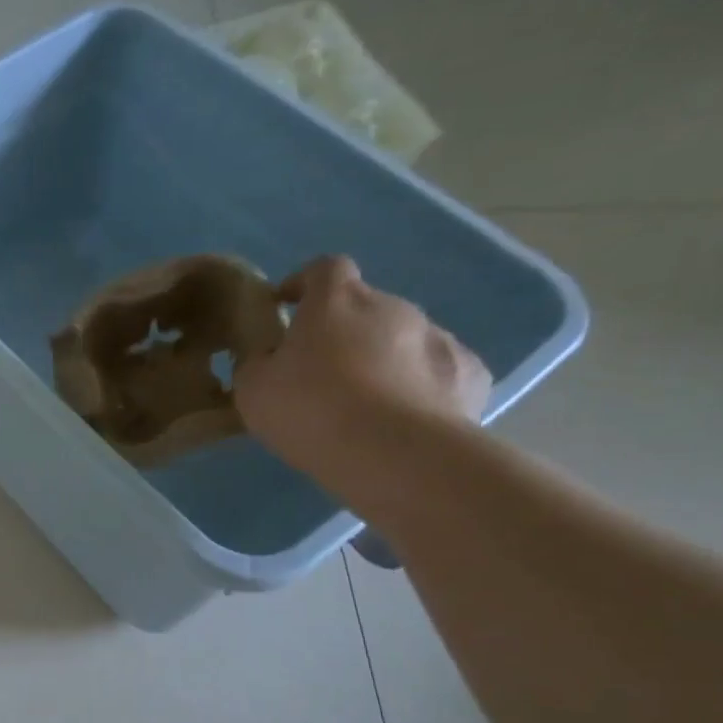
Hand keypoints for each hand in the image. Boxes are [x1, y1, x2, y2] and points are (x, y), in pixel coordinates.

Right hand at [234, 255, 490, 479]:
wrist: (393, 454)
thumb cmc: (310, 410)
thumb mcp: (253, 389)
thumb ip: (257, 362)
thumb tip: (266, 356)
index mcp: (337, 301)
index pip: (323, 269)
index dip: (304, 284)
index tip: (286, 308)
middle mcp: (393, 306)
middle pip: (365, 309)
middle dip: (344, 333)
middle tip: (321, 375)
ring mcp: (438, 337)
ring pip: (403, 340)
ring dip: (384, 360)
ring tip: (365, 406)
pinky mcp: (469, 374)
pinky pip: (437, 373)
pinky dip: (420, 388)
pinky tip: (404, 420)